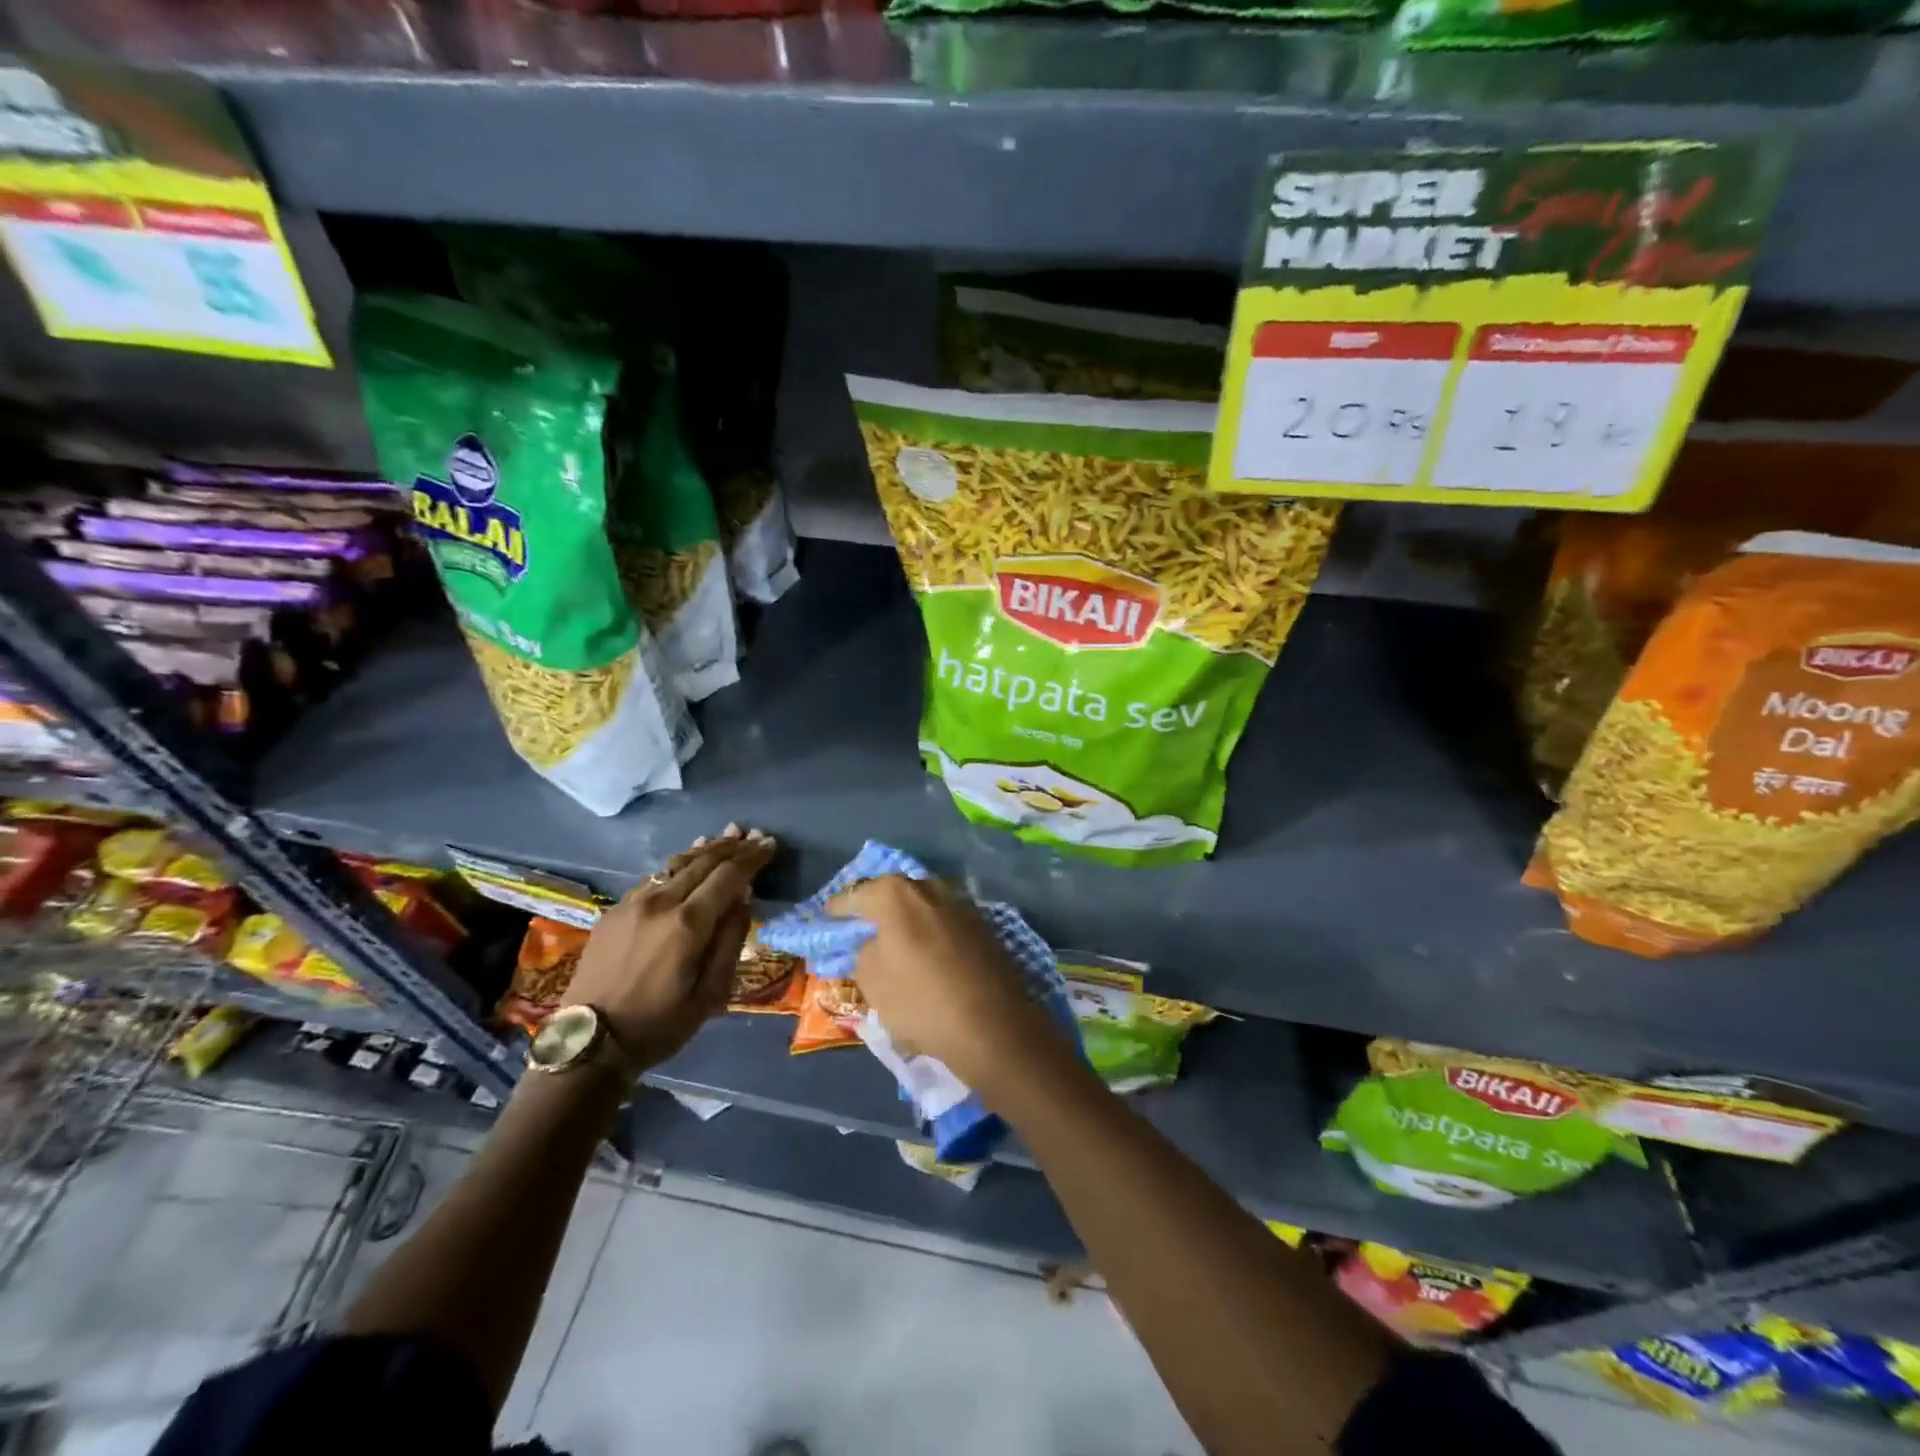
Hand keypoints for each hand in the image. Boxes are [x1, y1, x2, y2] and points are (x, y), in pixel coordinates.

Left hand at [563, 826, 775, 1069]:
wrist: (590, 1043)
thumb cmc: (660, 1024)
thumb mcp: (711, 993)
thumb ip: (730, 941)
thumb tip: (742, 900)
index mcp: (688, 923)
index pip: (728, 875)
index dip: (752, 858)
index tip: (770, 845)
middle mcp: (660, 902)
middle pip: (703, 862)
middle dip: (733, 847)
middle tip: (755, 836)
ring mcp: (633, 903)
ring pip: (676, 864)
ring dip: (706, 849)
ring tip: (727, 835)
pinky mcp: (615, 911)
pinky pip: (654, 878)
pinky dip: (678, 865)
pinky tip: (687, 860)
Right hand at [826, 876, 1069, 1090]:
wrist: (993, 1025)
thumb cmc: (921, 1001)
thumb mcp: (872, 981)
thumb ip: (863, 953)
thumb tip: (872, 943)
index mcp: (896, 894)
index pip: (856, 895)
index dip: (838, 908)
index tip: (827, 918)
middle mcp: (930, 887)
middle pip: (893, 892)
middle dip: (876, 907)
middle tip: (861, 927)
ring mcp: (961, 903)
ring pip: (923, 904)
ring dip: (907, 918)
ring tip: (893, 939)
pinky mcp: (983, 925)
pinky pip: (944, 921)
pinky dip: (930, 930)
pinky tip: (925, 951)